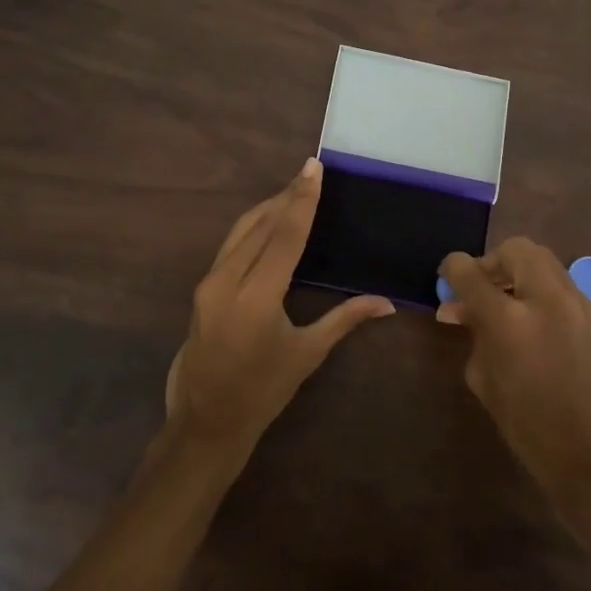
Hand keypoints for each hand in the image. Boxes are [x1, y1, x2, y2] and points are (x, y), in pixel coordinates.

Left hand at [163, 159, 393, 462]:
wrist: (206, 421)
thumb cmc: (262, 392)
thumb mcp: (307, 354)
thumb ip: (345, 319)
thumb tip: (387, 303)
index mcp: (256, 298)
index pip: (284, 236)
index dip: (302, 200)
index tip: (314, 168)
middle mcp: (227, 281)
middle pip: (260, 225)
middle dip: (287, 196)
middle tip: (310, 172)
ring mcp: (209, 283)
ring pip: (240, 230)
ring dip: (268, 207)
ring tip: (294, 189)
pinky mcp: (202, 288)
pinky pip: (231, 244)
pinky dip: (253, 226)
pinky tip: (270, 220)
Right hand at [439, 239, 590, 526]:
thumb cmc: (529, 426)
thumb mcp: (485, 381)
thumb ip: (473, 335)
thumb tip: (461, 311)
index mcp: (509, 320)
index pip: (470, 272)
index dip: (453, 268)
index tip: (447, 277)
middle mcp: (545, 299)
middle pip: (515, 249)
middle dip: (492, 262)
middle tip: (481, 289)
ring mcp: (576, 304)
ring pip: (542, 260)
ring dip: (518, 272)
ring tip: (505, 302)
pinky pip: (560, 282)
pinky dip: (539, 288)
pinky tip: (531, 320)